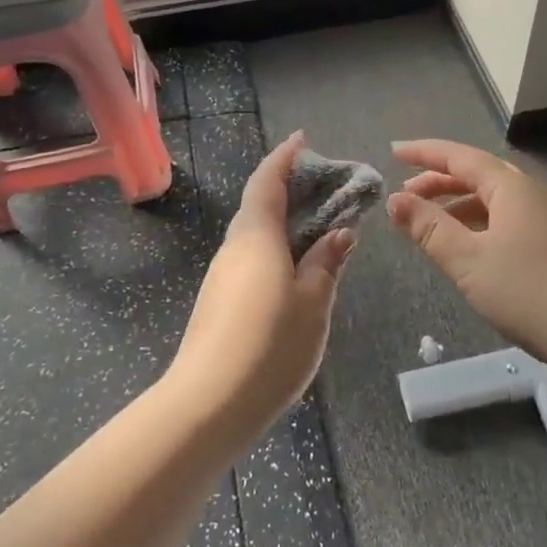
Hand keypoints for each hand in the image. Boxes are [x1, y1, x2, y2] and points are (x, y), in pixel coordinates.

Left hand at [167, 131, 355, 436]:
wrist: (207, 405)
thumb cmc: (269, 346)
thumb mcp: (313, 303)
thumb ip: (326, 263)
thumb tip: (339, 232)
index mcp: (256, 237)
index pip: (267, 182)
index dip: (284, 158)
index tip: (302, 140)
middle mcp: (234, 248)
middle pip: (259, 206)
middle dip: (289, 190)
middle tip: (325, 189)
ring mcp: (222, 276)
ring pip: (254, 235)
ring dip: (283, 223)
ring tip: (319, 230)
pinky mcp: (218, 302)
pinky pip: (250, 259)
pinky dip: (274, 250)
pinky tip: (296, 272)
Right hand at [387, 139, 546, 369]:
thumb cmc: (526, 291)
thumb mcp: (467, 259)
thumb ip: (428, 227)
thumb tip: (395, 200)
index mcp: (509, 187)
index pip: (459, 157)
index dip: (424, 153)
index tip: (393, 152)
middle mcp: (527, 192)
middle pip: (475, 174)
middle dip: (436, 180)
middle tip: (403, 195)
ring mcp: (540, 217)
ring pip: (488, 198)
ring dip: (453, 203)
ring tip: (423, 222)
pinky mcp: (546, 241)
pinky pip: (500, 217)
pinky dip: (472, 222)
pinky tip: (459, 244)